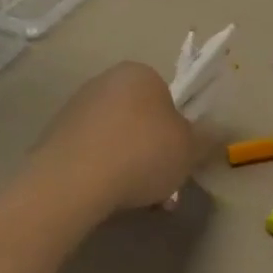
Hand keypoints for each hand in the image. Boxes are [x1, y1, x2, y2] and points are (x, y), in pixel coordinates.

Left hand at [28, 62, 198, 219]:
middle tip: (161, 184)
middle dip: (151, 149)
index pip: (167, 96)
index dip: (177, 130)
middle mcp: (105, 80)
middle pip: (139, 117)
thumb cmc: (142, 153)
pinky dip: (101, 171)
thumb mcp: (189, 149)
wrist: (73, 181)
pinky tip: (106, 198)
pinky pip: (90, 152)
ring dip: (127, 163)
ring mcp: (76, 107)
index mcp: (140, 73)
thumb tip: (219, 132)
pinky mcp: (53, 135)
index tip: (179, 159)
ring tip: (134, 199)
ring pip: (115, 137)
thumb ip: (206, 139)